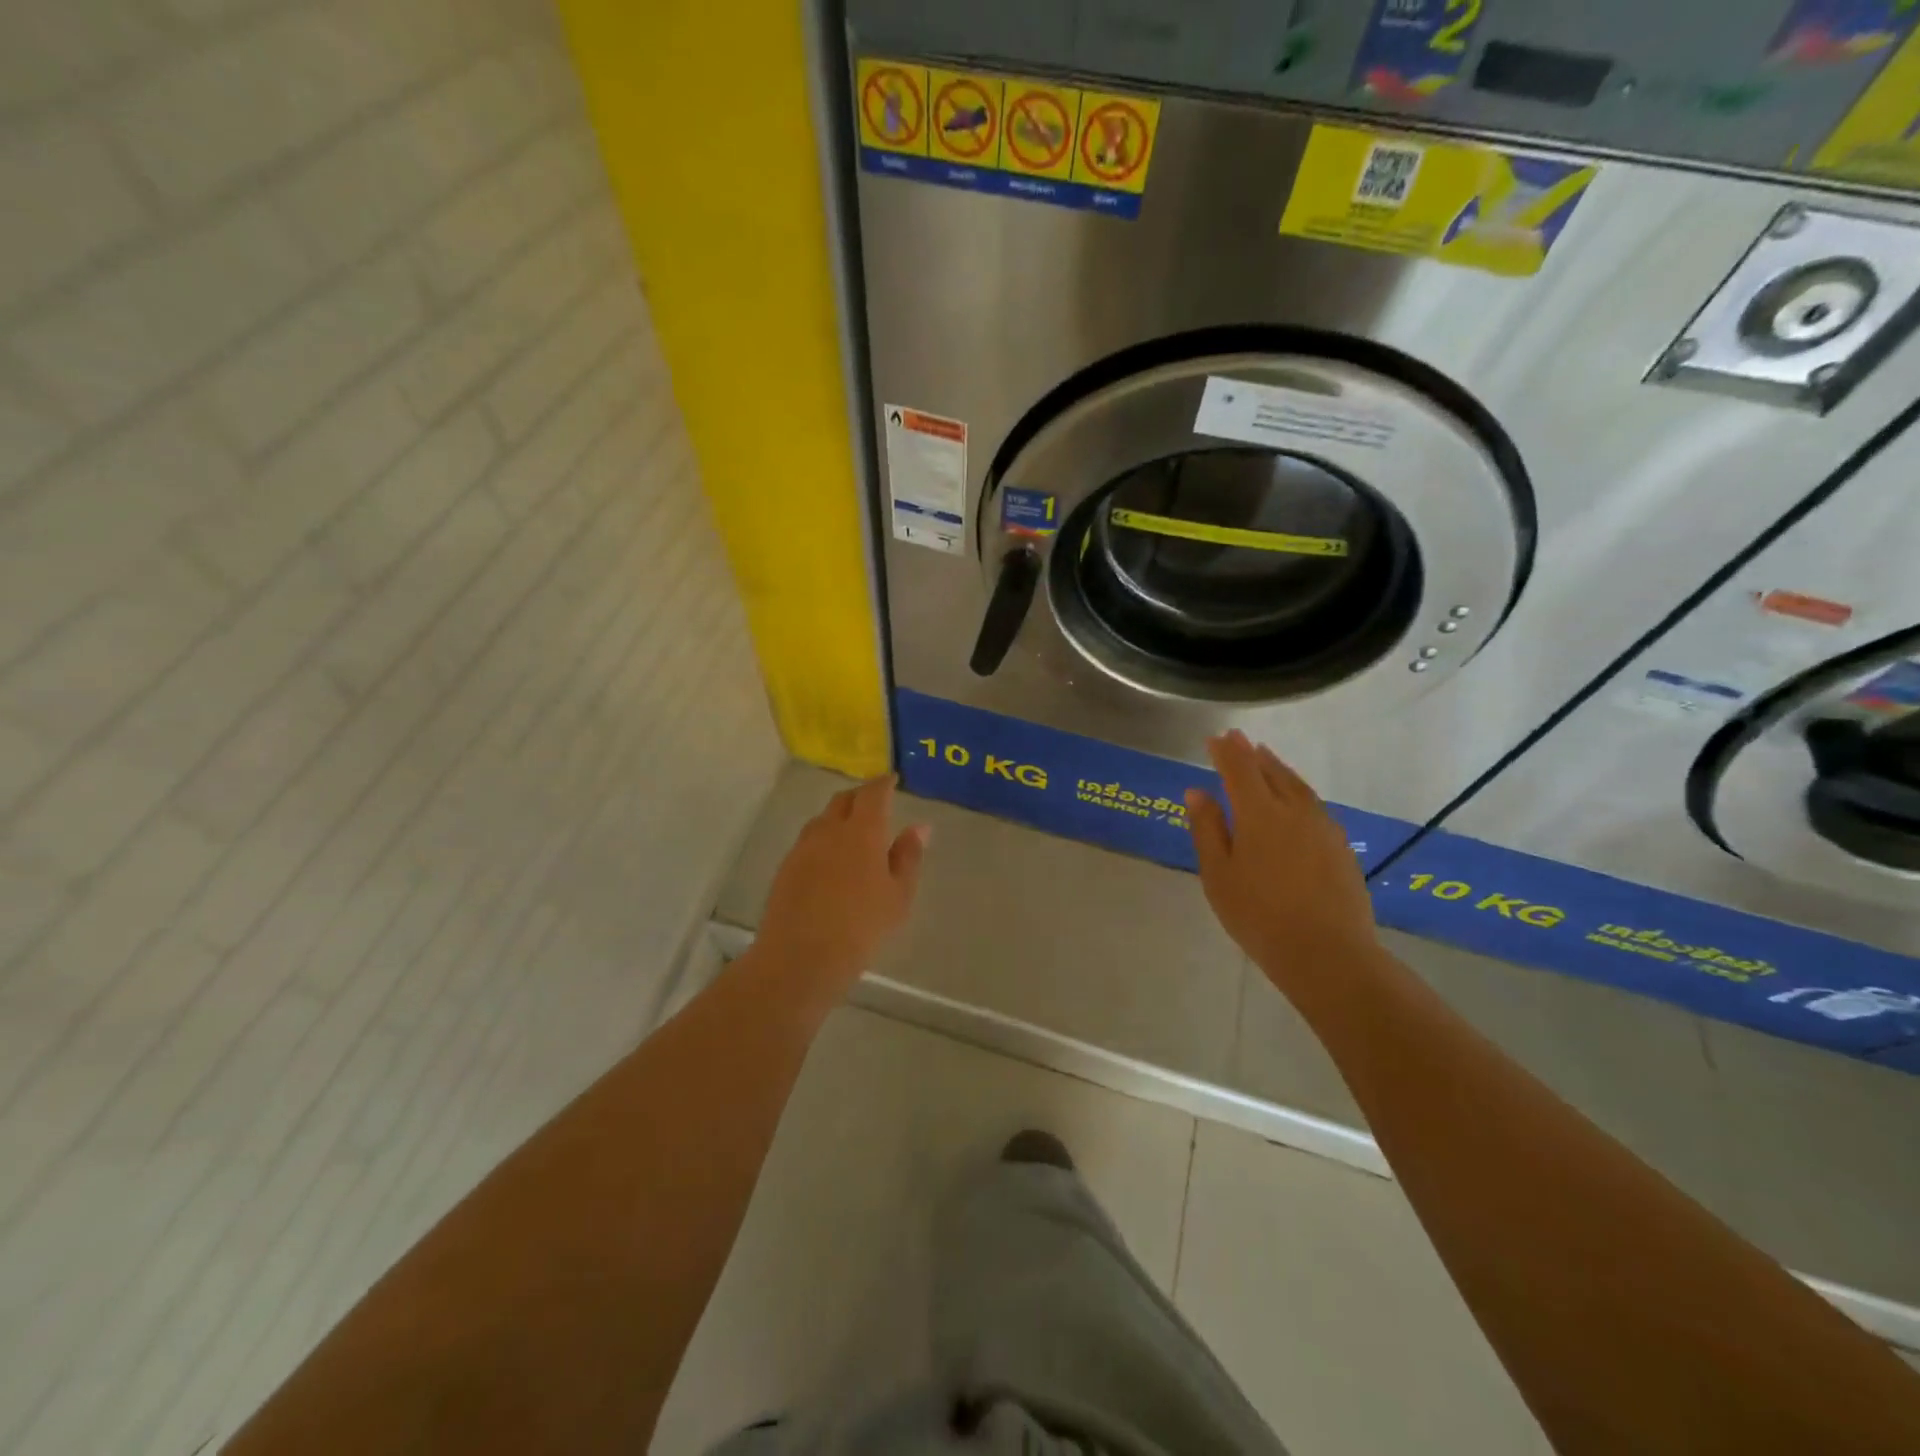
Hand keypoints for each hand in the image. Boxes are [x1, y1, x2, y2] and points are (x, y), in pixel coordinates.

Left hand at [755, 776, 929, 992]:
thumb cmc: (862, 926)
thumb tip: (920, 826)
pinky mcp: (786, 867)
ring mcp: (803, 848)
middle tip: (874, 803)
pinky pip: (808, 841)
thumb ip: (908, 856)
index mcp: (862, 831)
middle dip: (860, 796)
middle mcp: (829, 830)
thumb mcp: (898, 895)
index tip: (892, 779)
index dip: (883, 783)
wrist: (800, 957)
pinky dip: (823, 839)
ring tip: (852, 831)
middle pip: (843, 800)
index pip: (873, 793)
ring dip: (839, 816)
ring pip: (823, 819)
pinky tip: (830, 859)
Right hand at [1186, 731, 1377, 981]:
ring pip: (1297, 785)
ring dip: (1278, 768)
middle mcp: (1293, 810)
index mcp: (1258, 813)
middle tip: (1238, 739)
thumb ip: (1207, 829)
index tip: (1215, 738)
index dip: (1225, 751)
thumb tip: (1196, 792)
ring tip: (1266, 758)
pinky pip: (1313, 804)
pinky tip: (1295, 798)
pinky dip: (1297, 790)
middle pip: (1271, 772)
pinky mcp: (1340, 845)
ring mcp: (1322, 826)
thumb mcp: (1218, 875)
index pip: (1239, 769)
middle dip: (1251, 754)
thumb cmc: (1258, 915)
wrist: (1327, 953)